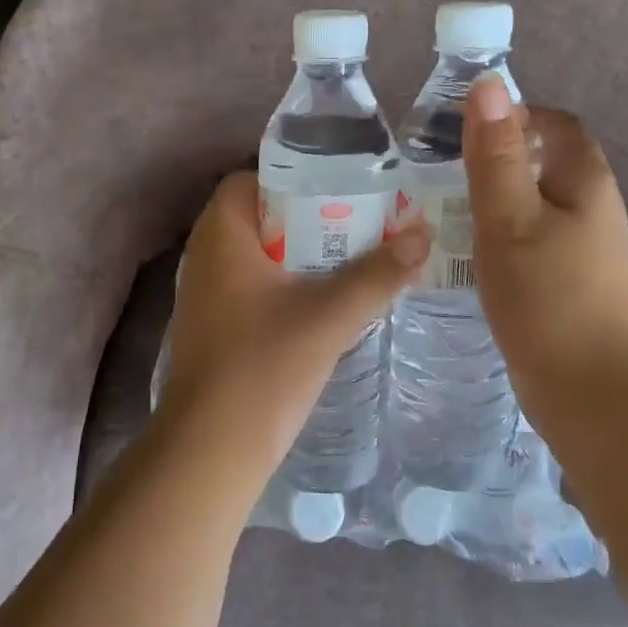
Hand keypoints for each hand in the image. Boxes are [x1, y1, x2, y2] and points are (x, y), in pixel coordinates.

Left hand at [159, 173, 429, 470]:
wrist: (212, 448)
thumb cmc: (264, 368)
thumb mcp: (329, 316)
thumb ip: (378, 275)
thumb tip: (423, 235)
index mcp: (221, 235)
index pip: (251, 179)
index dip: (294, 178)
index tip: (340, 188)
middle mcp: (205, 255)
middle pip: (259, 216)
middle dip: (309, 217)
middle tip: (360, 222)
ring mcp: (205, 293)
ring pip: (257, 254)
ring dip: (300, 253)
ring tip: (353, 257)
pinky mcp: (214, 325)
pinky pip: (252, 285)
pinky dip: (286, 283)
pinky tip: (325, 300)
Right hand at [462, 77, 627, 437]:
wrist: (593, 391)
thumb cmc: (548, 297)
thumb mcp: (510, 219)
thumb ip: (496, 155)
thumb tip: (488, 84)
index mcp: (584, 180)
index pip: (553, 123)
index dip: (512, 115)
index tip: (460, 131)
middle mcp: (592, 207)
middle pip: (543, 162)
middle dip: (496, 159)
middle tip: (441, 172)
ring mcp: (584, 249)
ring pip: (534, 204)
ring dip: (494, 200)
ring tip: (444, 209)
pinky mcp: (569, 283)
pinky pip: (531, 240)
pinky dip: (500, 236)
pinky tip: (470, 255)